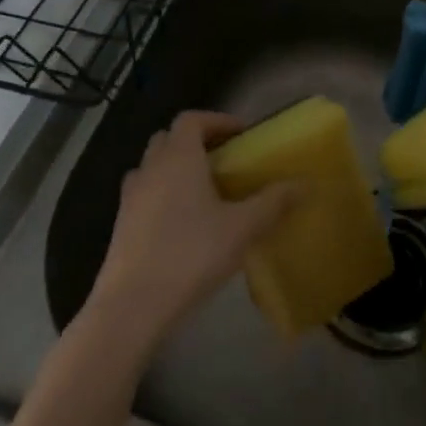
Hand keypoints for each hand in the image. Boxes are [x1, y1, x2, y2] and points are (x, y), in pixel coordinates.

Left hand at [84, 111, 296, 350]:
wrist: (132, 306)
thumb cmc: (191, 255)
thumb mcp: (242, 229)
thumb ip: (274, 203)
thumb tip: (305, 183)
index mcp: (179, 158)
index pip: (192, 119)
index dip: (216, 120)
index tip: (241, 135)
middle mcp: (150, 168)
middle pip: (169, 138)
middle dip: (196, 142)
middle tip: (224, 161)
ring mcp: (130, 197)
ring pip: (152, 166)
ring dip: (176, 168)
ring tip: (203, 192)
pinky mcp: (120, 225)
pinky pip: (143, 195)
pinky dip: (161, 195)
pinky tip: (181, 224)